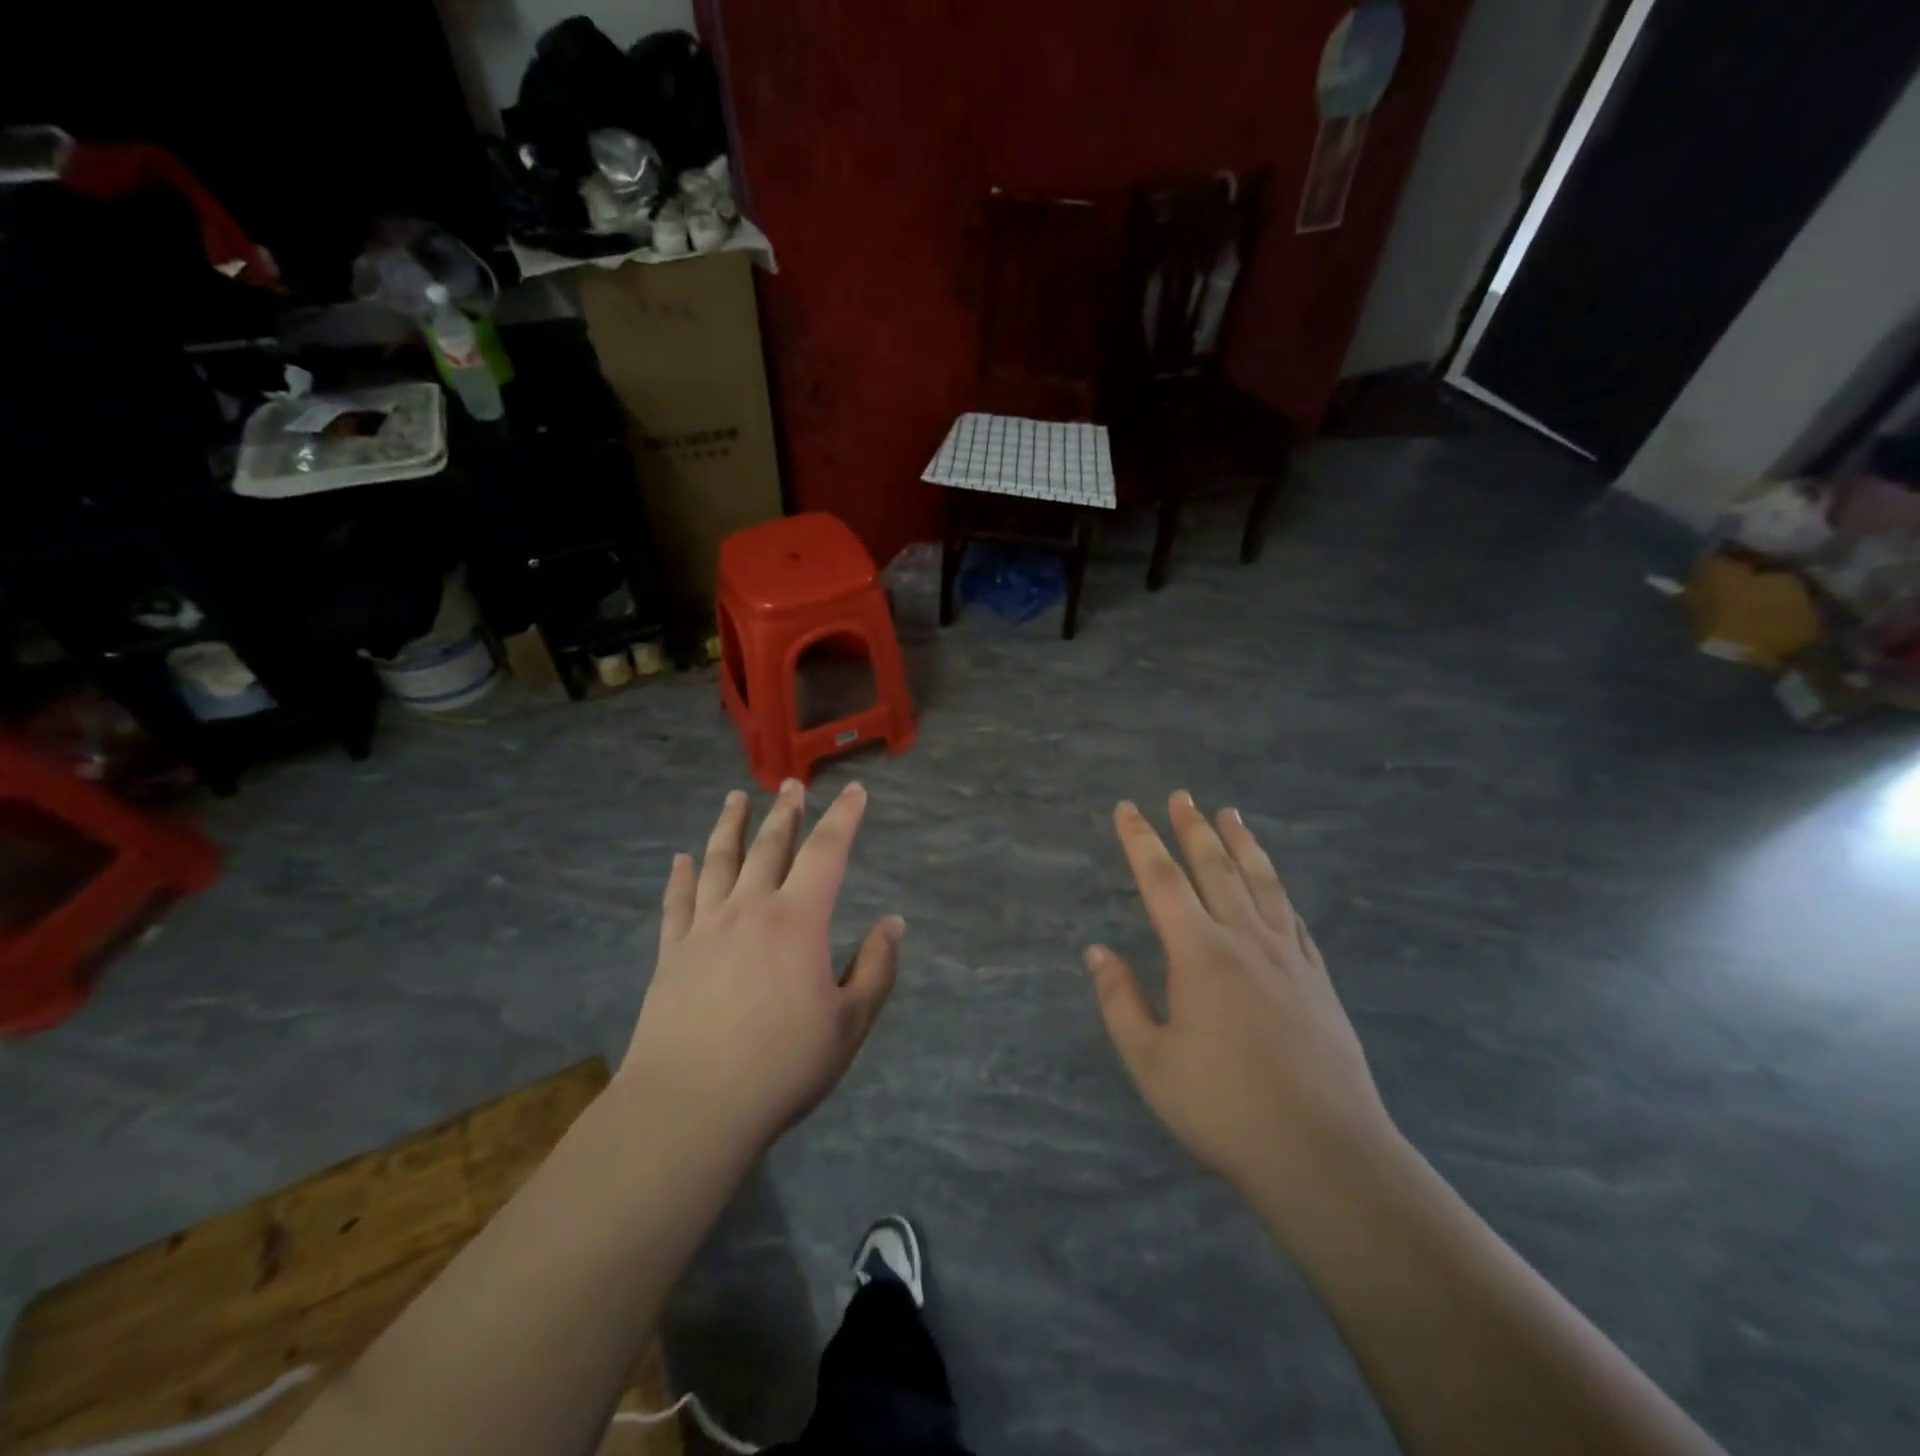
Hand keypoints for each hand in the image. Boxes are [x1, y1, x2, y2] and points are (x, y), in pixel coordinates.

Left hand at [619, 780, 902, 1151]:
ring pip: (718, 862)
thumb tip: (893, 923)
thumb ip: (876, 969)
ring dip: (729, 826)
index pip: (826, 852)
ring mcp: (705, 928)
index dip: (844, 817)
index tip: (855, 790)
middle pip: (770, 846)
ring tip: (735, 799)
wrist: (691, 1107)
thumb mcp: (850, 1023)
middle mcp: (750, 909)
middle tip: (791, 785)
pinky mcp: (671, 953)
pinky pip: (676, 902)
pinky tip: (680, 859)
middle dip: (785, 812)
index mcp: (798, 920)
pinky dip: (679, 876)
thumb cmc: (782, 1066)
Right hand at [1087, 793, 1394, 1194]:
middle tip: (1182, 796)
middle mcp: (1244, 939)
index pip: (1161, 880)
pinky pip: (1292, 916)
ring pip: (1260, 882)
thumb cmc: (1224, 1108)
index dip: (1141, 840)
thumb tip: (1098, 952)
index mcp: (1198, 953)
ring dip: (1241, 844)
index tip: (1128, 809)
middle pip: (1214, 868)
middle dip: (1193, 828)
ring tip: (1230, 814)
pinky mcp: (1317, 979)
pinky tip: (1273, 883)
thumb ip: (1120, 1001)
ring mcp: (1287, 956)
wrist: (1323, 1153)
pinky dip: (1277, 888)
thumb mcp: (1151, 1062)